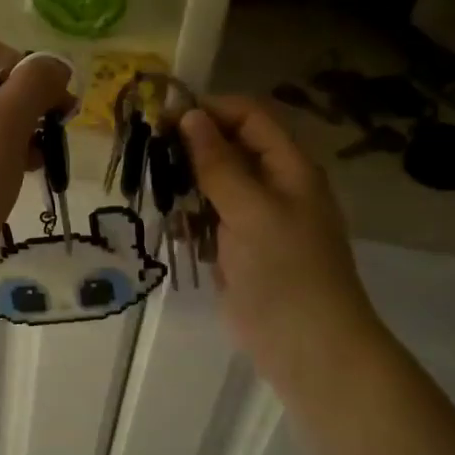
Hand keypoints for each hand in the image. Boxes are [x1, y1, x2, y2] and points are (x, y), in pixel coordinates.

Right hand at [179, 96, 386, 394]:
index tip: (164, 118)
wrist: (304, 343)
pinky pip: (210, 221)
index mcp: (289, 167)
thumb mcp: (250, 209)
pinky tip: (172, 226)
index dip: (209, 111)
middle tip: (149, 153)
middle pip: (229, 148)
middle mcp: (274, 186)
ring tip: (155, 189)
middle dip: (191, 147)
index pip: (249, 117)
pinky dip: (190, 218)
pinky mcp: (238, 250)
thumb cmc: (284, 268)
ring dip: (186, 184)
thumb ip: (218, 163)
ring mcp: (256, 220)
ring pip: (215, 185)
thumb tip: (190, 116)